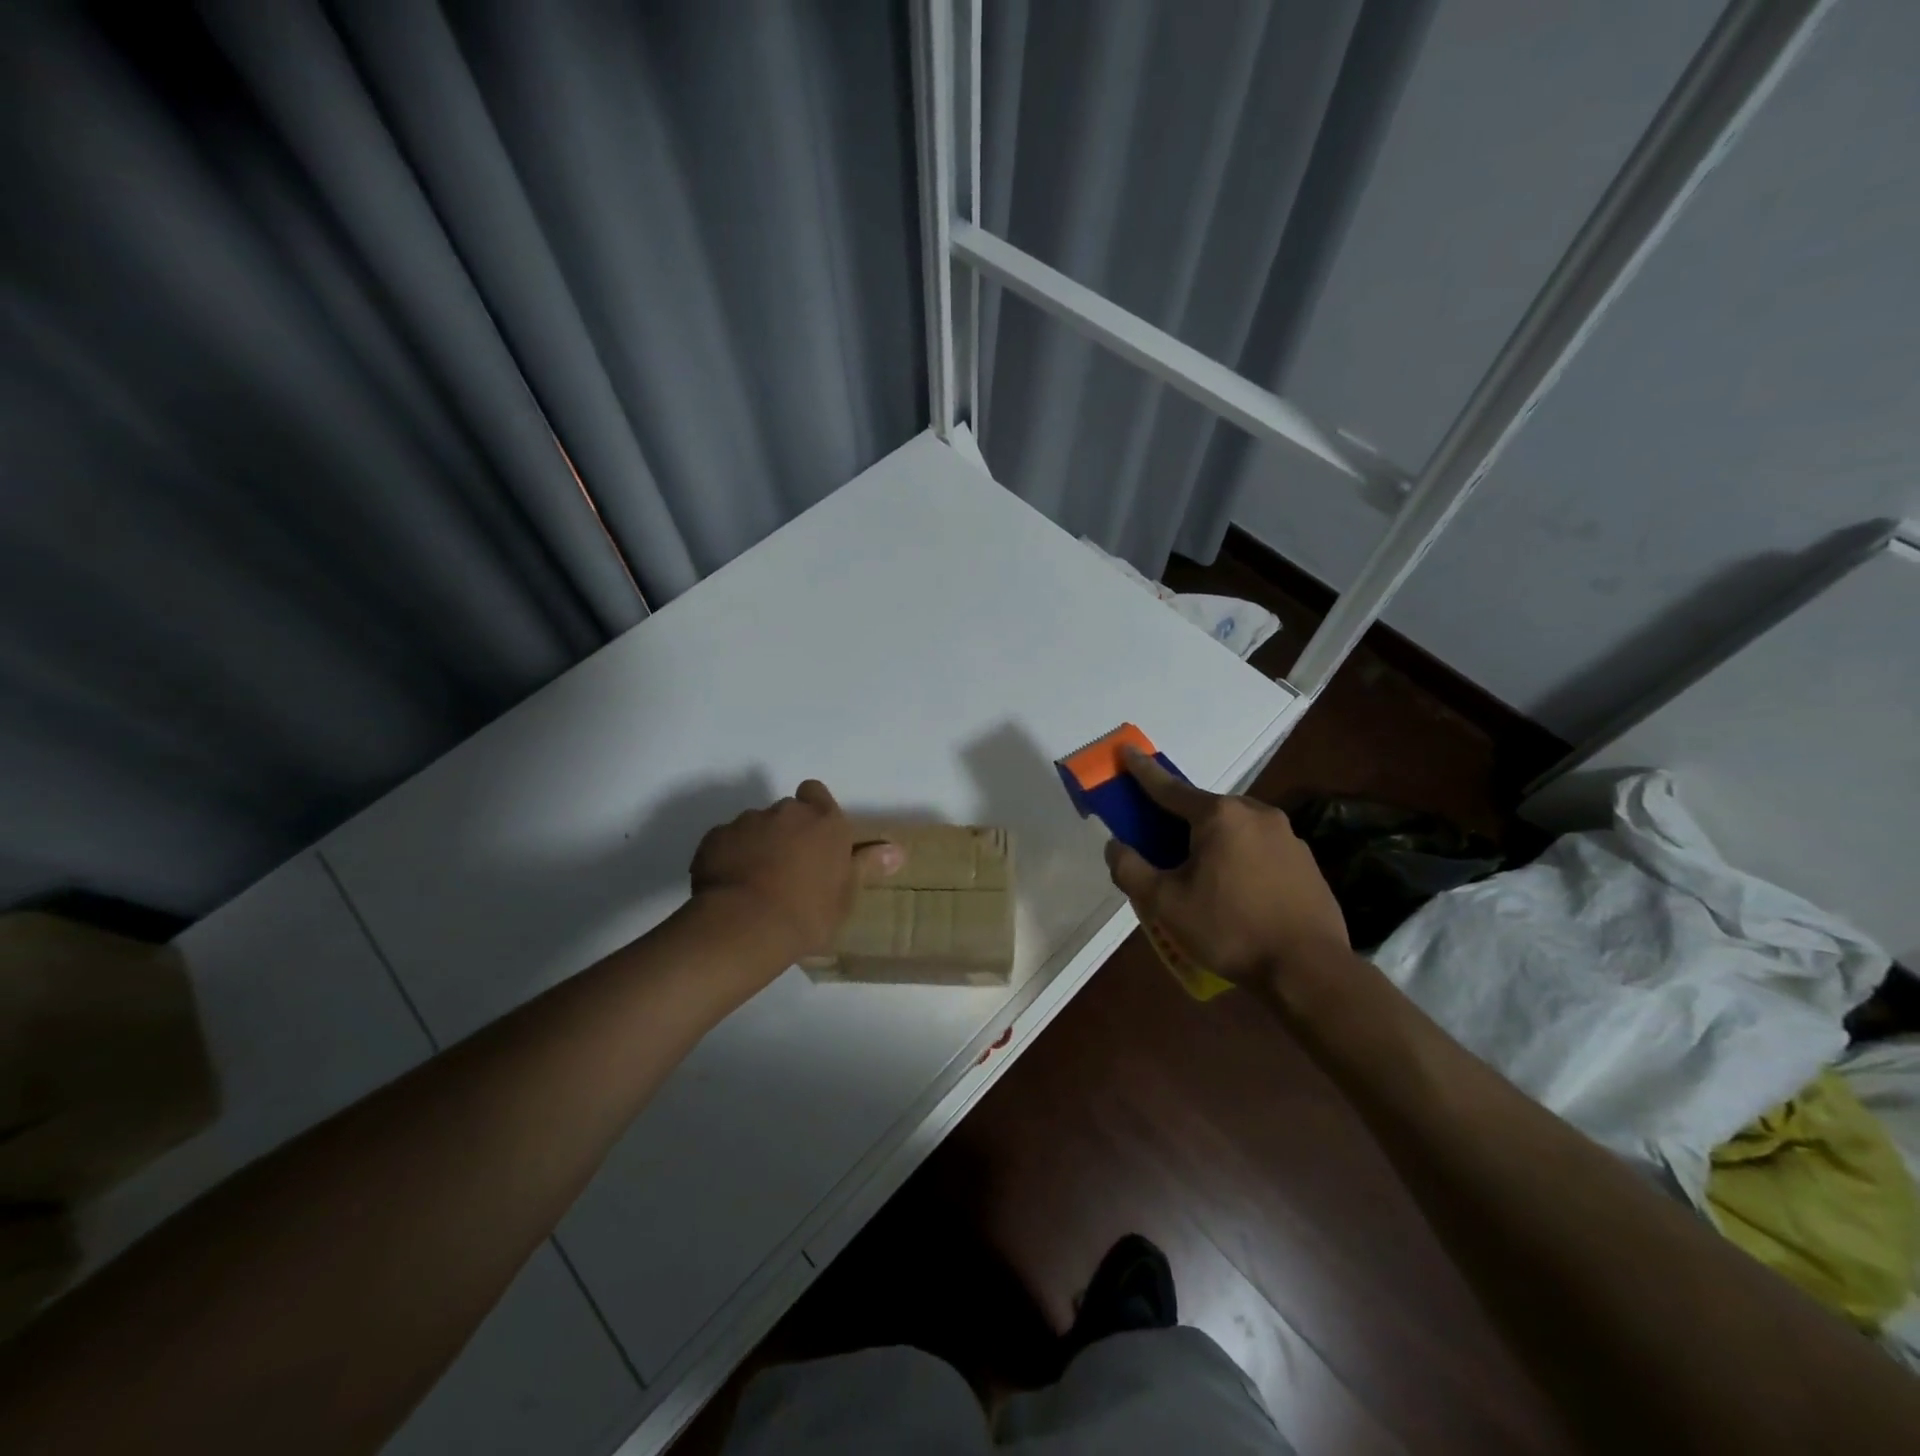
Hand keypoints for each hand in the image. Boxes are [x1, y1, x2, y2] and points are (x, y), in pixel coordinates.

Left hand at [690, 781, 903, 961]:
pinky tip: (730, 887)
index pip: (816, 793)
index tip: (814, 838)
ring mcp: (747, 822)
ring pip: (754, 826)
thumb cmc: (808, 912)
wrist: (746, 925)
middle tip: (788, 867)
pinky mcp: (714, 838)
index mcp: (824, 821)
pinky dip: (728, 857)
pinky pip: (725, 842)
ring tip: (756, 882)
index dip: (814, 811)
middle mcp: (786, 812)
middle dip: (786, 831)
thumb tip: (897, 850)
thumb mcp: (846, 895)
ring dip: (757, 844)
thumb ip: (866, 865)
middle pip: (786, 812)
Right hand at [1103, 749, 1348, 982]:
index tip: (1126, 749)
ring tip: (1200, 879)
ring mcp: (1287, 836)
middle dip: (1179, 822)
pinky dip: (1239, 859)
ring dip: (1211, 842)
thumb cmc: (1230, 929)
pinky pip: (1259, 849)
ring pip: (1234, 829)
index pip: (1169, 788)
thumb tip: (1115, 846)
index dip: (1142, 770)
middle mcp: (1256, 813)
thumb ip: (1130, 869)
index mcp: (1219, 815)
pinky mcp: (1306, 861)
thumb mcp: (1165, 904)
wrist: (1309, 969)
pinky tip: (1236, 892)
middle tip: (1161, 848)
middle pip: (1204, 810)